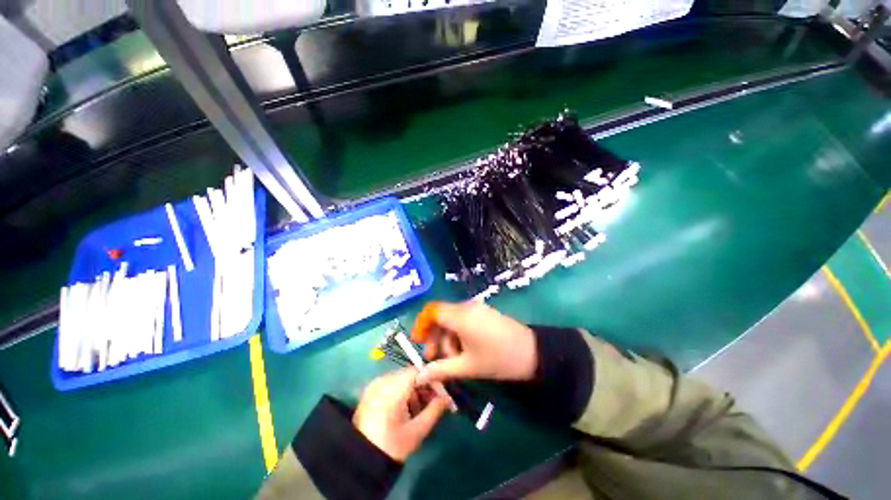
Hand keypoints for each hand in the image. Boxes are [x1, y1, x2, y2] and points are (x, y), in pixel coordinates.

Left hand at [353, 368, 449, 461]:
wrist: (360, 460)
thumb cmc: (391, 446)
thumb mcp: (417, 431)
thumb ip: (434, 410)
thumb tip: (446, 398)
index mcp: (393, 389)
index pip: (417, 371)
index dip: (431, 378)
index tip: (440, 392)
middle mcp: (383, 381)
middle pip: (409, 374)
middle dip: (423, 386)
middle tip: (432, 402)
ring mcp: (375, 385)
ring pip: (401, 379)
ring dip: (413, 390)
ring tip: (418, 410)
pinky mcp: (371, 391)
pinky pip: (391, 383)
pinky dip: (401, 392)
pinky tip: (405, 409)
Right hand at [411, 301, 537, 385]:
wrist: (533, 353)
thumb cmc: (498, 359)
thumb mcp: (468, 367)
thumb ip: (441, 370)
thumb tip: (419, 377)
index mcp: (461, 316)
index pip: (432, 311)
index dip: (421, 324)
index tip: (417, 341)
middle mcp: (467, 307)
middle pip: (441, 316)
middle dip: (435, 337)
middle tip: (434, 359)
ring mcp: (477, 308)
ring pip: (452, 319)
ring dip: (447, 338)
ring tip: (453, 360)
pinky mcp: (484, 313)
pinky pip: (464, 319)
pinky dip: (458, 333)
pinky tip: (464, 350)